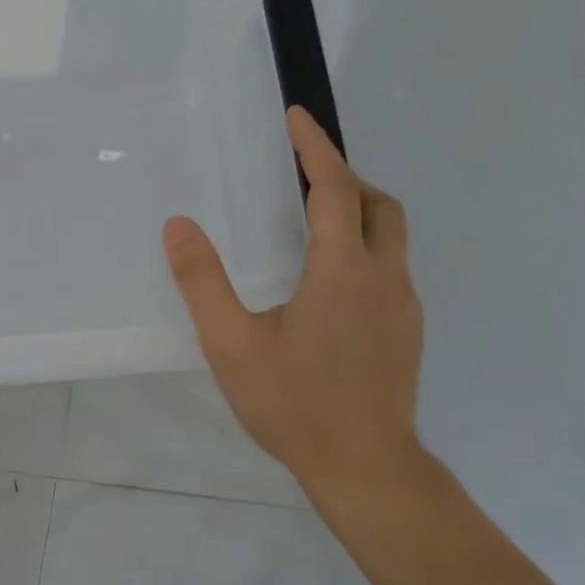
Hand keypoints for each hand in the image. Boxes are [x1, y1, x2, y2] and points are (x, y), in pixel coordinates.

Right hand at [163, 107, 425, 510]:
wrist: (365, 467)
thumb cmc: (294, 404)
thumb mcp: (231, 344)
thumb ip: (202, 282)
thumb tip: (178, 226)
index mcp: (342, 270)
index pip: (334, 188)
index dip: (315, 147)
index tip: (297, 117)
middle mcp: (384, 276)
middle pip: (377, 204)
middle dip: (344, 176)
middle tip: (302, 173)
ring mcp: (403, 305)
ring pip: (390, 236)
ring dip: (358, 211)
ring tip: (313, 220)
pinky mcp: (407, 331)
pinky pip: (390, 268)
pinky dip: (364, 248)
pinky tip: (330, 282)